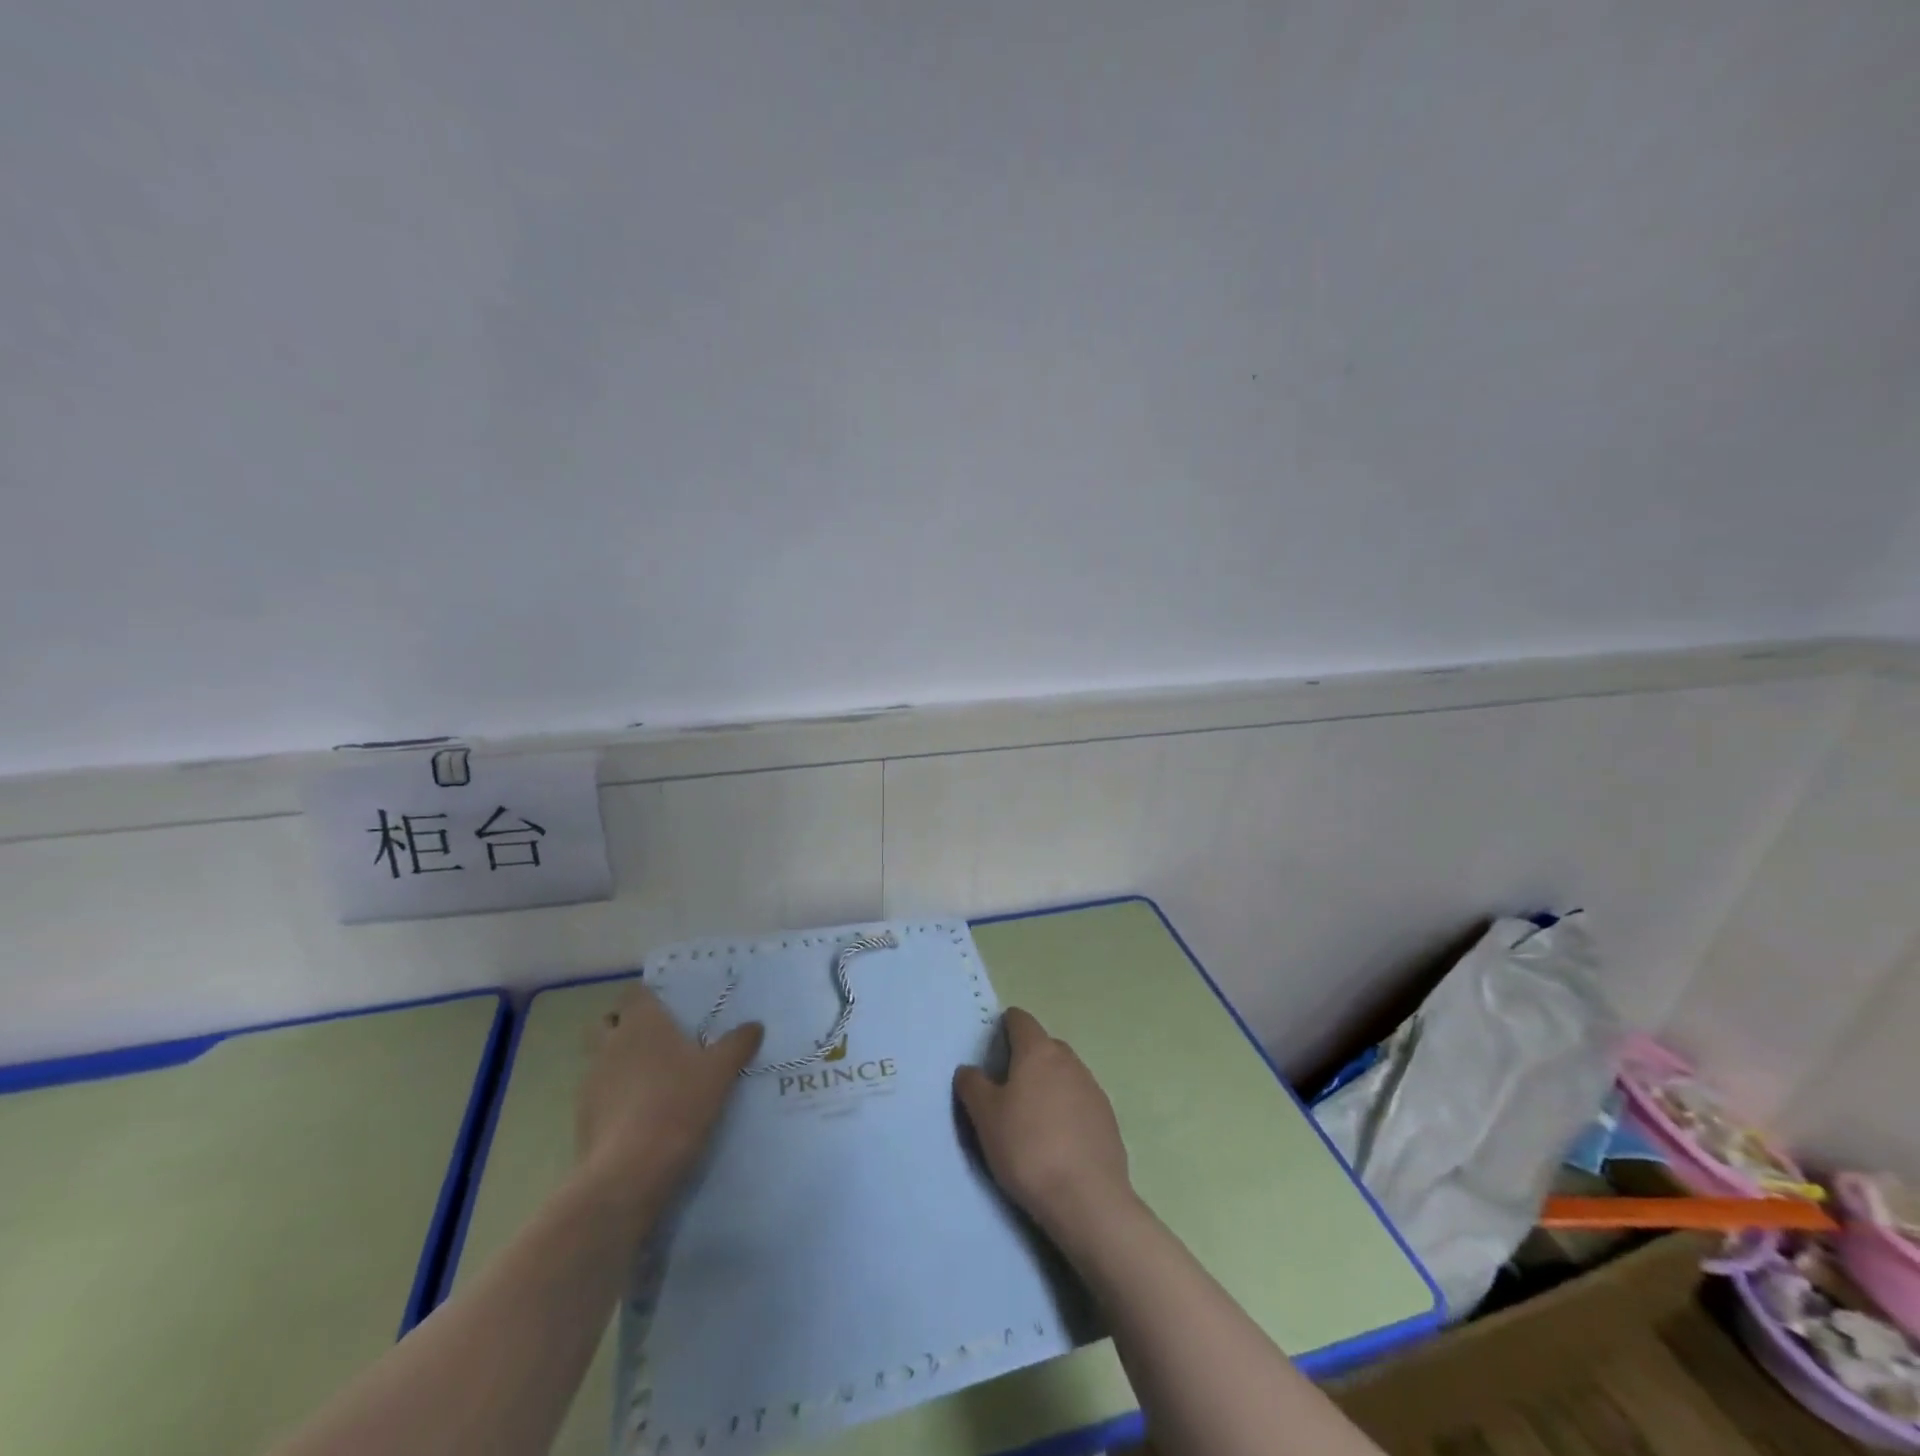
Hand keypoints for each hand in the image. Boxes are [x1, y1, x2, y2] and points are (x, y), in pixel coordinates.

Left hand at [577, 985, 762, 1203]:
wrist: (630, 1170)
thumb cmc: (679, 1104)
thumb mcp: (720, 1072)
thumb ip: (737, 1044)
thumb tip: (755, 1026)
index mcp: (642, 1023)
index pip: (634, 994)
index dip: (648, 998)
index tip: (668, 1008)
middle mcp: (611, 1044)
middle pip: (607, 1022)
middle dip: (623, 1026)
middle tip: (654, 1041)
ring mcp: (591, 1081)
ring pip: (599, 1059)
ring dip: (617, 1063)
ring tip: (650, 1081)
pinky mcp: (582, 1117)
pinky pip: (597, 1095)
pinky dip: (612, 1098)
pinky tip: (638, 1115)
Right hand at [954, 1007, 1131, 1235]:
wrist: (1087, 1198)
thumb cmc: (1028, 1148)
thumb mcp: (985, 1117)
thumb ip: (973, 1085)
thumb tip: (969, 1069)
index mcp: (1038, 1051)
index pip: (1020, 1020)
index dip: (1004, 1027)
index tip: (992, 1049)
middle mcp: (1069, 1060)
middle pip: (1044, 1045)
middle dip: (1026, 1058)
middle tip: (1006, 1088)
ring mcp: (1093, 1088)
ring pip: (1064, 1073)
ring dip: (1048, 1084)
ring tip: (1031, 1117)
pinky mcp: (1108, 1117)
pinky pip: (1080, 1100)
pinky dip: (1066, 1109)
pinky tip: (1057, 1139)